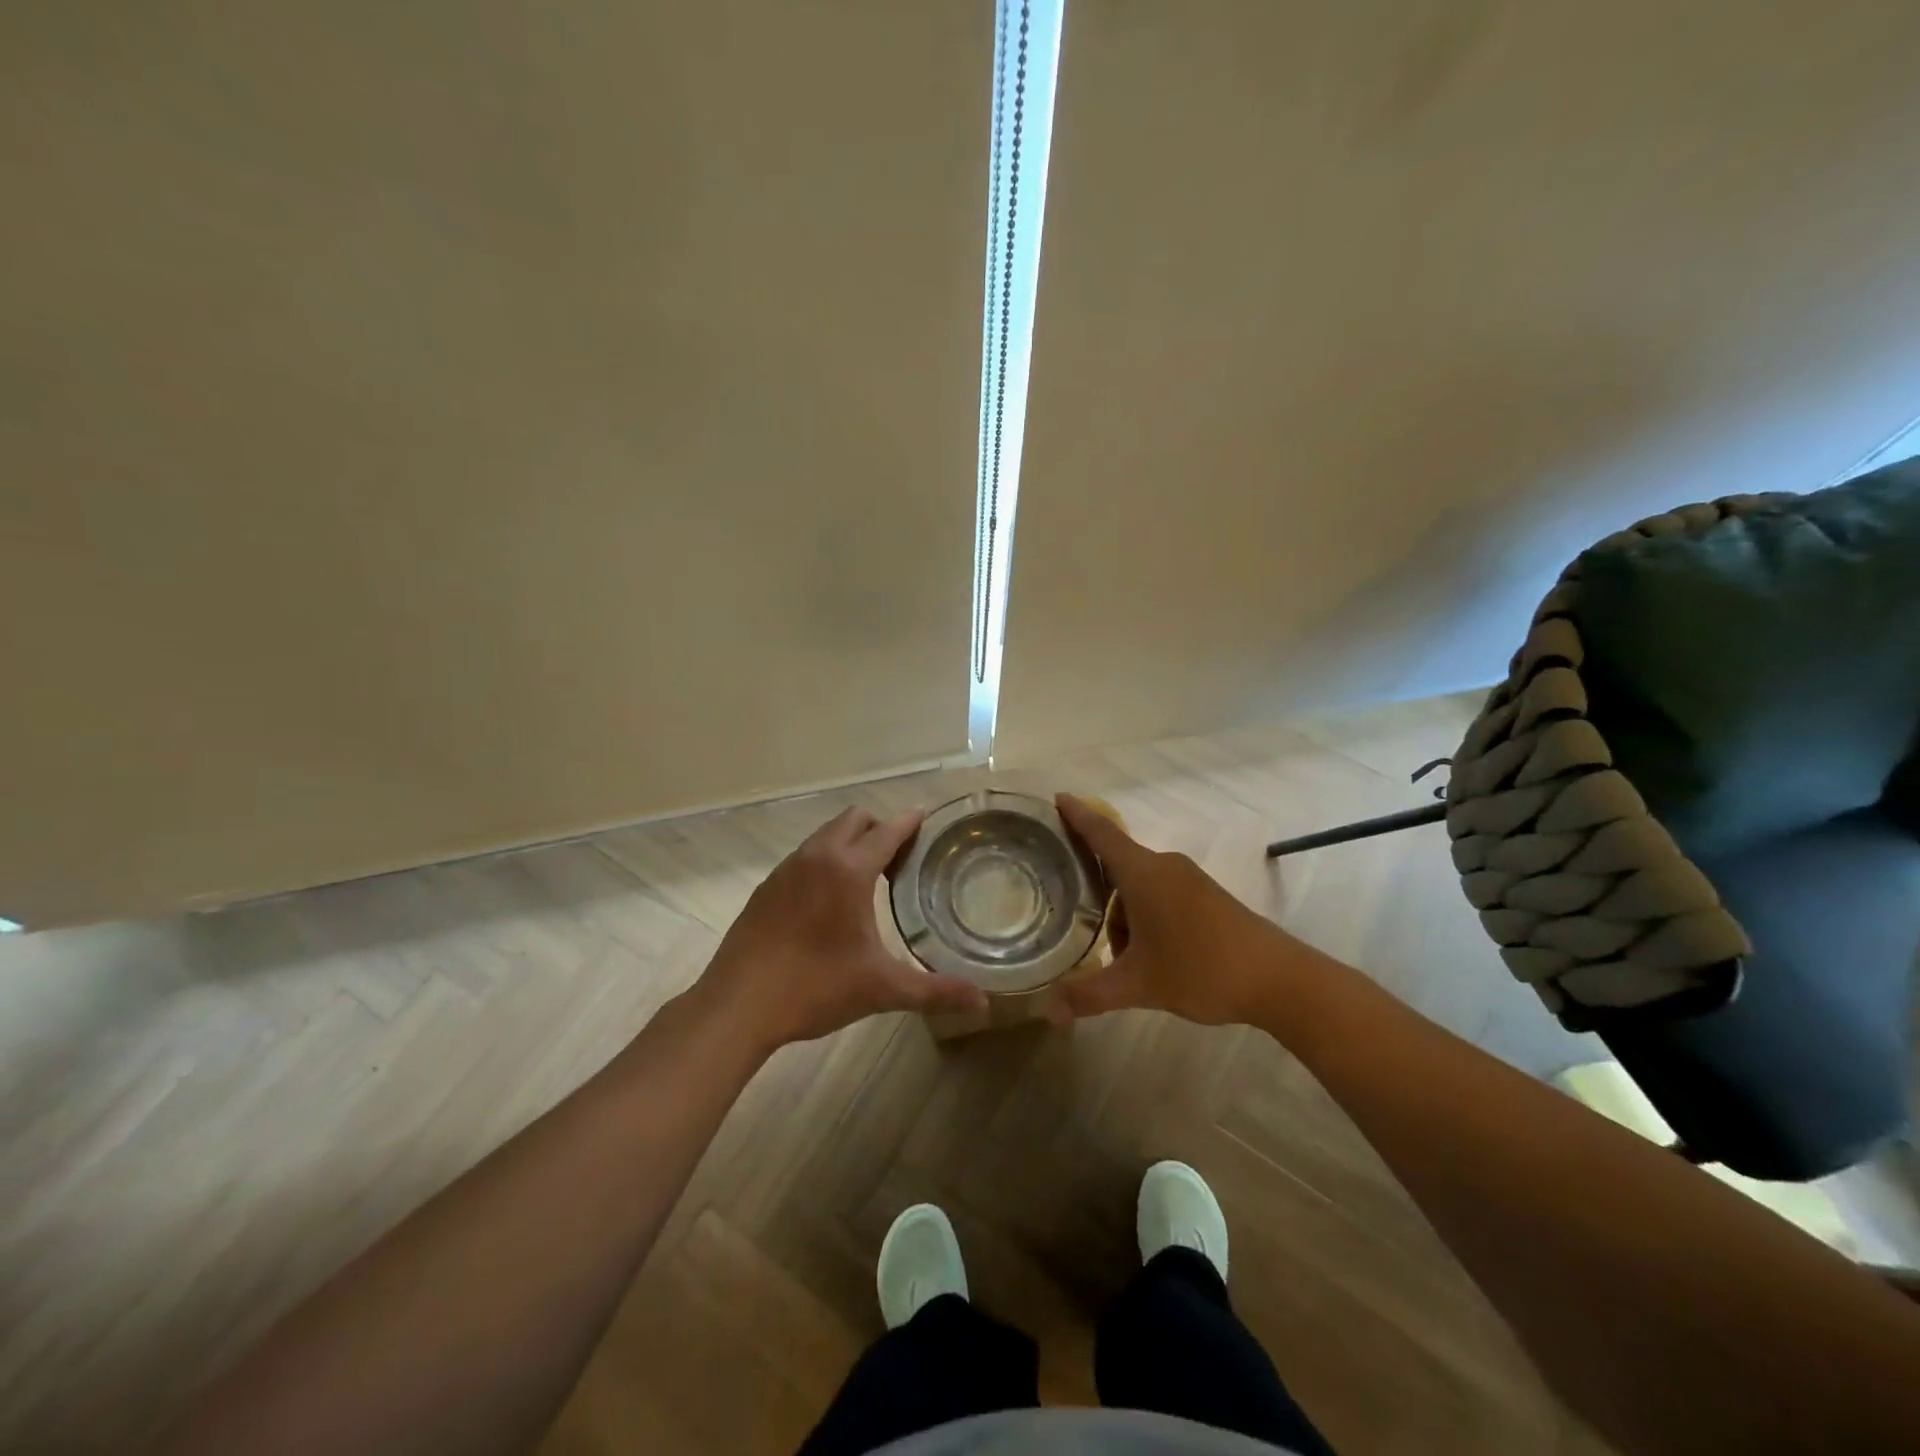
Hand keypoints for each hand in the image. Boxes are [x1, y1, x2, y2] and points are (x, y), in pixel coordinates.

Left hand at [692, 805, 988, 1054]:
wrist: (737, 1006)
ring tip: (868, 877)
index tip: (927, 820)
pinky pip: (805, 856)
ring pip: (826, 835)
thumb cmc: (815, 988)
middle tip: (901, 858)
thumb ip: (935, 991)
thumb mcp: (881, 989)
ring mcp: (787, 869)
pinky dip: (825, 860)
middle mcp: (817, 857)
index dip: (910, 822)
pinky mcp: (767, 887)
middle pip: (855, 819)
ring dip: (850, 842)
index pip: (888, 830)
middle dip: (880, 827)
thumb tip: (984, 1003)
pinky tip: (829, 900)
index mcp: (849, 870)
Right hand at [1054, 794, 1326, 1026]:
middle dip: (1093, 887)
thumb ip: (1089, 995)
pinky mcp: (1206, 896)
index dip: (1077, 815)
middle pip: (1117, 863)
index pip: (1101, 833)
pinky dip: (1144, 915)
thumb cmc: (1201, 970)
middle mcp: (1164, 867)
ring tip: (1120, 958)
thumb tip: (1050, 1012)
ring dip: (1121, 913)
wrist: (1278, 979)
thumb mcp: (1138, 986)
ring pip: (1139, 885)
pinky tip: (1149, 955)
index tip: (1056, 797)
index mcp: (1143, 874)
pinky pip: (1160, 894)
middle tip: (1069, 908)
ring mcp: (1189, 880)